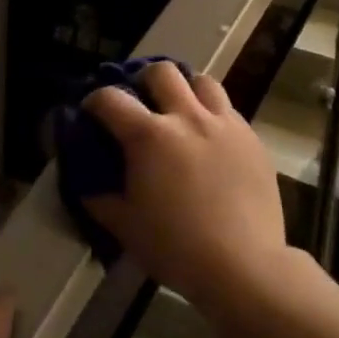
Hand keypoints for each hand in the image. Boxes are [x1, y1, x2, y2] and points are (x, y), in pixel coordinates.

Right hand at [82, 63, 289, 309]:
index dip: (95, 100)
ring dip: (186, 88)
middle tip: (141, 101)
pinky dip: (213, 114)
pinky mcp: (251, 138)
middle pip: (162, 71)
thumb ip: (101, 199)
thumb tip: (87, 183)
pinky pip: (229, 110)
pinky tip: (210, 138)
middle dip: (144, 79)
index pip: (112, 98)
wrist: (244, 265)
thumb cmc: (177, 248)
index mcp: (149, 136)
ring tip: (181, 109)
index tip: (92, 111)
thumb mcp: (126, 227)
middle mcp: (187, 117)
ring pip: (203, 81)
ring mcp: (224, 124)